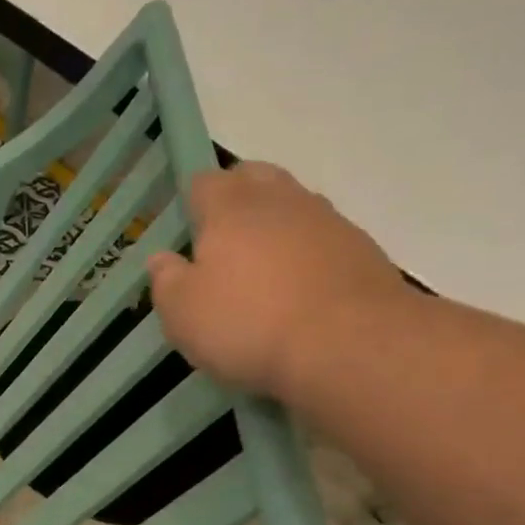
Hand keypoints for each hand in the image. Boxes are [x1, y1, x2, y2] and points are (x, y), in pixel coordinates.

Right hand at [147, 162, 409, 402]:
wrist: (350, 346)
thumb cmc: (248, 325)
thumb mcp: (183, 314)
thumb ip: (166, 281)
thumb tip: (161, 259)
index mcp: (230, 207)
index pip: (204, 182)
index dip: (193, 202)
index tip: (188, 231)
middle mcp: (281, 200)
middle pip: (255, 178)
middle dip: (238, 199)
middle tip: (224, 241)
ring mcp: (328, 221)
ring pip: (294, 207)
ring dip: (277, 227)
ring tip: (264, 270)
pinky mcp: (363, 250)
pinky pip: (325, 240)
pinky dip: (309, 256)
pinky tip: (302, 292)